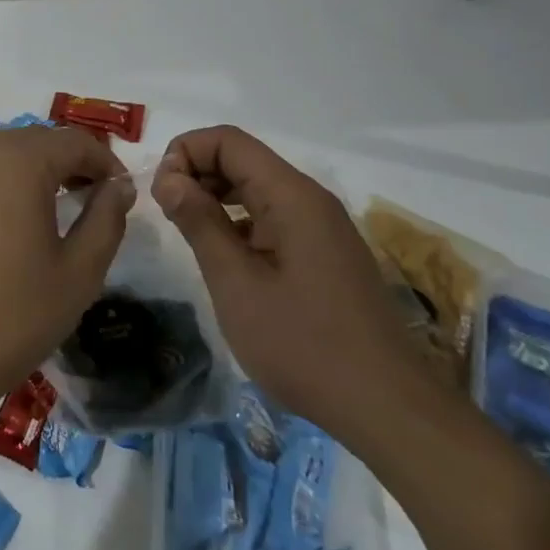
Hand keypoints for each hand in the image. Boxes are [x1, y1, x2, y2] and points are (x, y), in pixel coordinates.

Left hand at [0, 127, 132, 421]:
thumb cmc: (11, 316)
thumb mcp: (78, 273)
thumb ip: (106, 219)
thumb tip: (119, 186)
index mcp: (18, 160)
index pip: (74, 141)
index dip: (104, 161)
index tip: (118, 190)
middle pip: (32, 139)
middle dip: (64, 161)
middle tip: (85, 197)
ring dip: (24, 167)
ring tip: (40, 207)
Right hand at [151, 126, 418, 443]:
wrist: (388, 409)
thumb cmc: (303, 344)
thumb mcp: (236, 283)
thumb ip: (199, 222)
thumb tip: (169, 177)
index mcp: (291, 196)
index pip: (228, 140)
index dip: (185, 153)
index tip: (161, 194)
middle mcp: (310, 200)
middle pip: (242, 159)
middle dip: (196, 174)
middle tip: (167, 215)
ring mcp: (322, 228)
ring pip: (256, 189)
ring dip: (215, 198)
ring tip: (188, 236)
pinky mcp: (325, 254)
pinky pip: (273, 218)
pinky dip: (238, 223)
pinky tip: (224, 259)